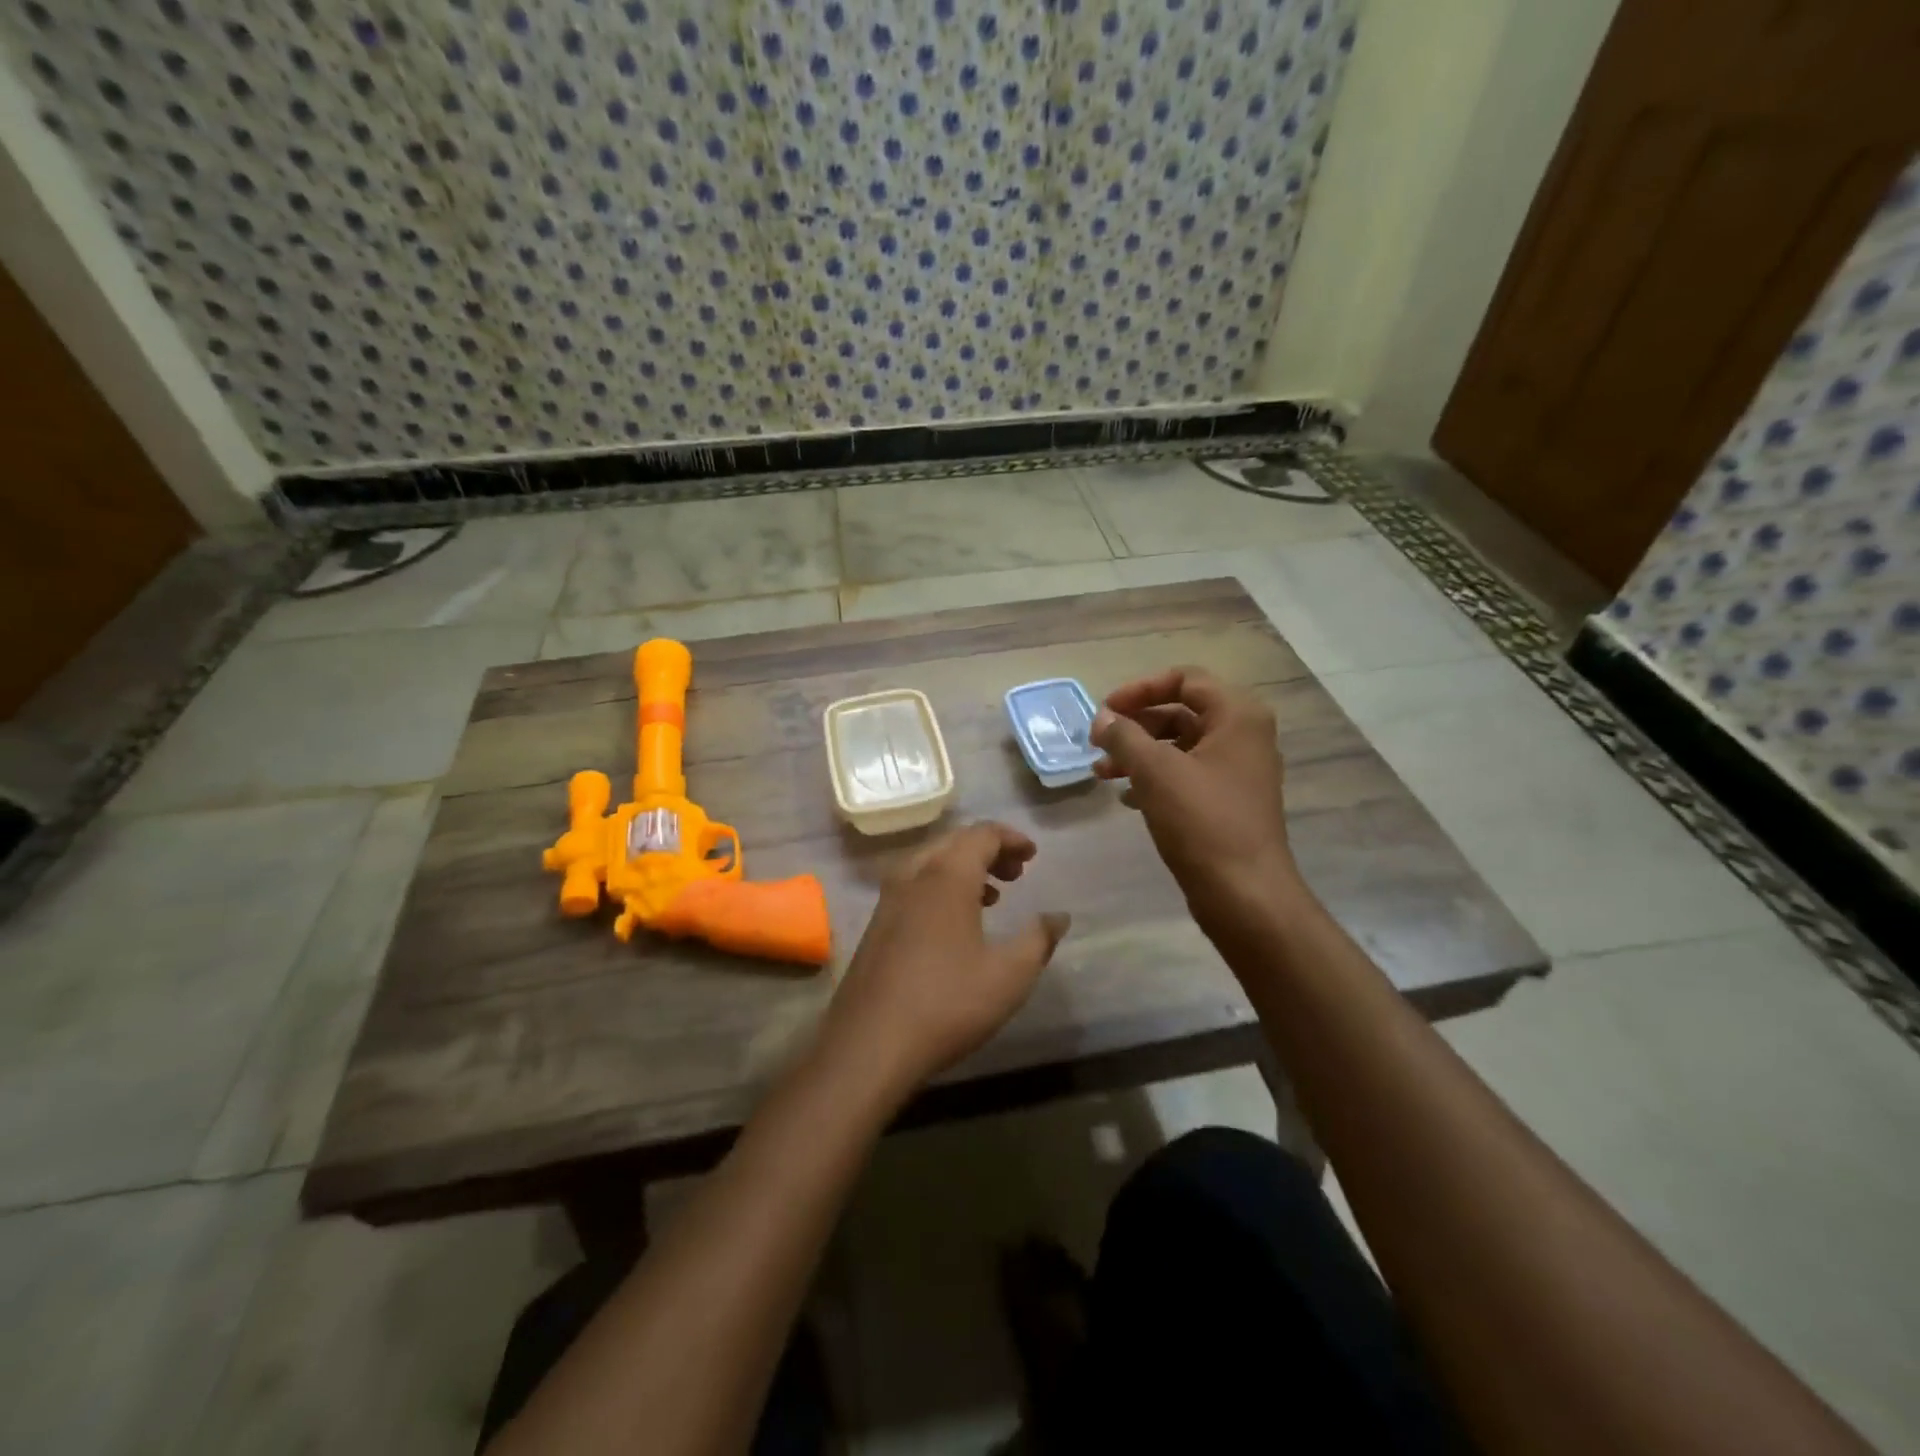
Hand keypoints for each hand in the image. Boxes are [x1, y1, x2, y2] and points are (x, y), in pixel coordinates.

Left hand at [815, 823, 1069, 1098]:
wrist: (870, 1044)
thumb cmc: (947, 1003)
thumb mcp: (1009, 975)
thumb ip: (1038, 939)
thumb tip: (1058, 916)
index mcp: (947, 877)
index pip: (981, 834)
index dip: (1011, 838)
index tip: (1032, 855)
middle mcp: (913, 876)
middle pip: (954, 842)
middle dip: (988, 850)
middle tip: (1017, 873)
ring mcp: (888, 899)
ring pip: (930, 862)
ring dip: (963, 868)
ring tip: (992, 896)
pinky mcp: (876, 924)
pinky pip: (914, 884)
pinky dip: (941, 886)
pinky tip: (954, 923)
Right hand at [1090, 666, 1300, 926]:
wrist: (1245, 894)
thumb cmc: (1202, 822)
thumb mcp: (1155, 771)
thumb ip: (1124, 736)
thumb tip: (1102, 718)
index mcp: (1237, 715)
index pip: (1184, 678)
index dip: (1140, 689)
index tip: (1105, 712)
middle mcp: (1244, 735)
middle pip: (1181, 711)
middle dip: (1135, 724)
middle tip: (1099, 742)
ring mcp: (1238, 770)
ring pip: (1180, 746)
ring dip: (1139, 753)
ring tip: (1101, 773)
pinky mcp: (1228, 801)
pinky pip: (1187, 774)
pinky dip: (1155, 778)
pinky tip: (1126, 797)